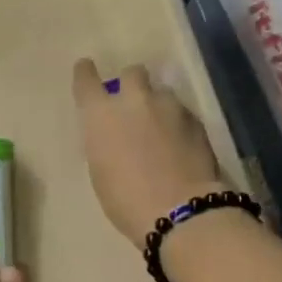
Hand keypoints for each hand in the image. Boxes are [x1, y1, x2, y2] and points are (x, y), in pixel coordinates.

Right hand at [72, 59, 226, 243]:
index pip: (86, 79)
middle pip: (132, 73)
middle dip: (131, 84)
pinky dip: (177, 124)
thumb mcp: (100, 172)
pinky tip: (180, 146)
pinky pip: (181, 113)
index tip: (86, 70)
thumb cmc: (126, 200)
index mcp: (101, 115)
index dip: (85, 73)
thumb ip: (104, 143)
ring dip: (158, 106)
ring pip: (161, 93)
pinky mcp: (196, 120)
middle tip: (133, 106)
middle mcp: (134, 100)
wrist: (179, 210)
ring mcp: (169, 107)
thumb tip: (113, 135)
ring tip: (161, 131)